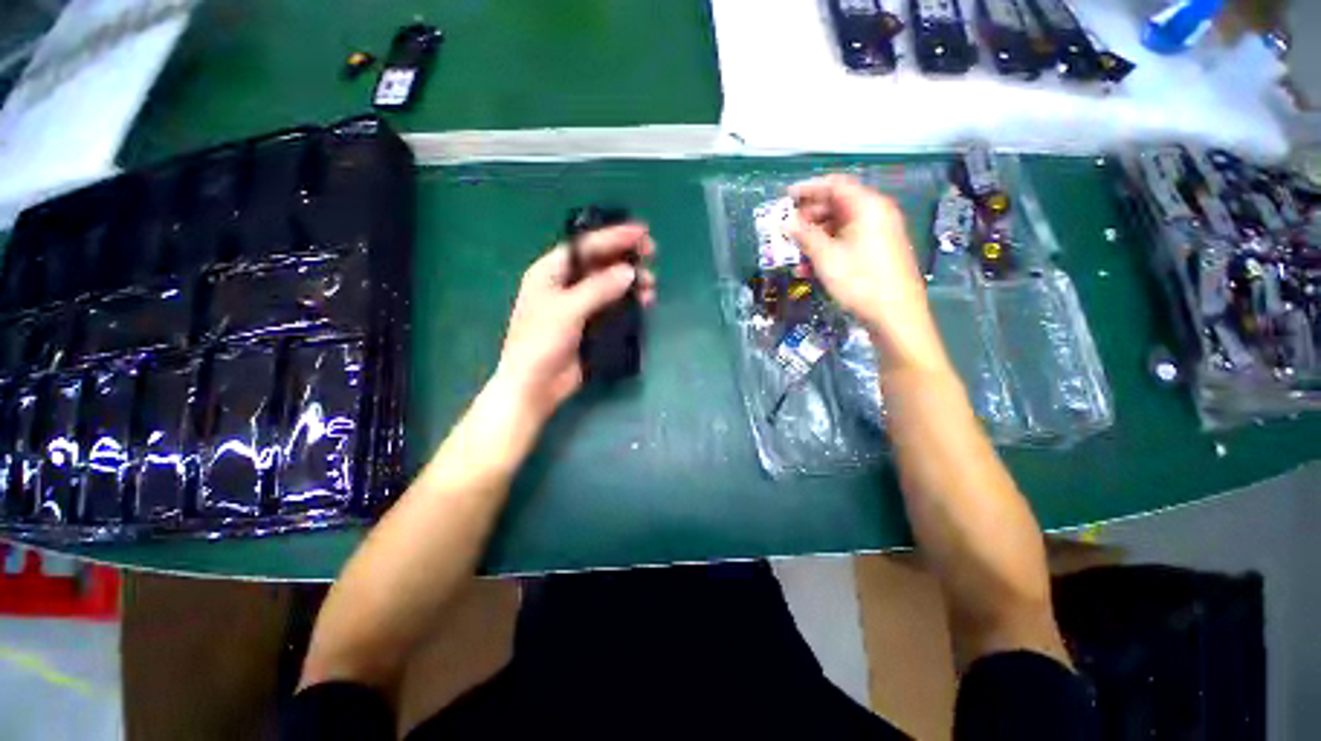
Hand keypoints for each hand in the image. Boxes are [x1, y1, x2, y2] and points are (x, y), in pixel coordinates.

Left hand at [493, 223, 656, 419]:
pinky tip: (644, 302)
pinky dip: (629, 302)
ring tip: (651, 286)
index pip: (585, 246)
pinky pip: (614, 306)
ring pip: (610, 284)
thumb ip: (598, 288)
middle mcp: (566, 284)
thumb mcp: (567, 310)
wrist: (536, 385)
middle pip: (600, 262)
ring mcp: (580, 305)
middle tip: (652, 255)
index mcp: (550, 272)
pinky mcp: (591, 324)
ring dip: (631, 281)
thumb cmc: (541, 343)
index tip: (641, 232)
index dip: (613, 236)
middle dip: (626, 257)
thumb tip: (629, 272)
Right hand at [787, 175, 947, 374]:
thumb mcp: (826, 257)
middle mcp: (876, 213)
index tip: (786, 198)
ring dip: (815, 236)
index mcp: (867, 206)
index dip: (808, 189)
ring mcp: (879, 233)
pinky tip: (811, 266)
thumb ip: (805, 235)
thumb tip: (788, 222)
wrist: (895, 314)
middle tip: (788, 229)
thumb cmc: (860, 281)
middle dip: (809, 216)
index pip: (835, 185)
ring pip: (841, 225)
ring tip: (795, 253)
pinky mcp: (878, 250)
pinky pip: (849, 241)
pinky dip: (829, 248)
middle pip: (838, 204)